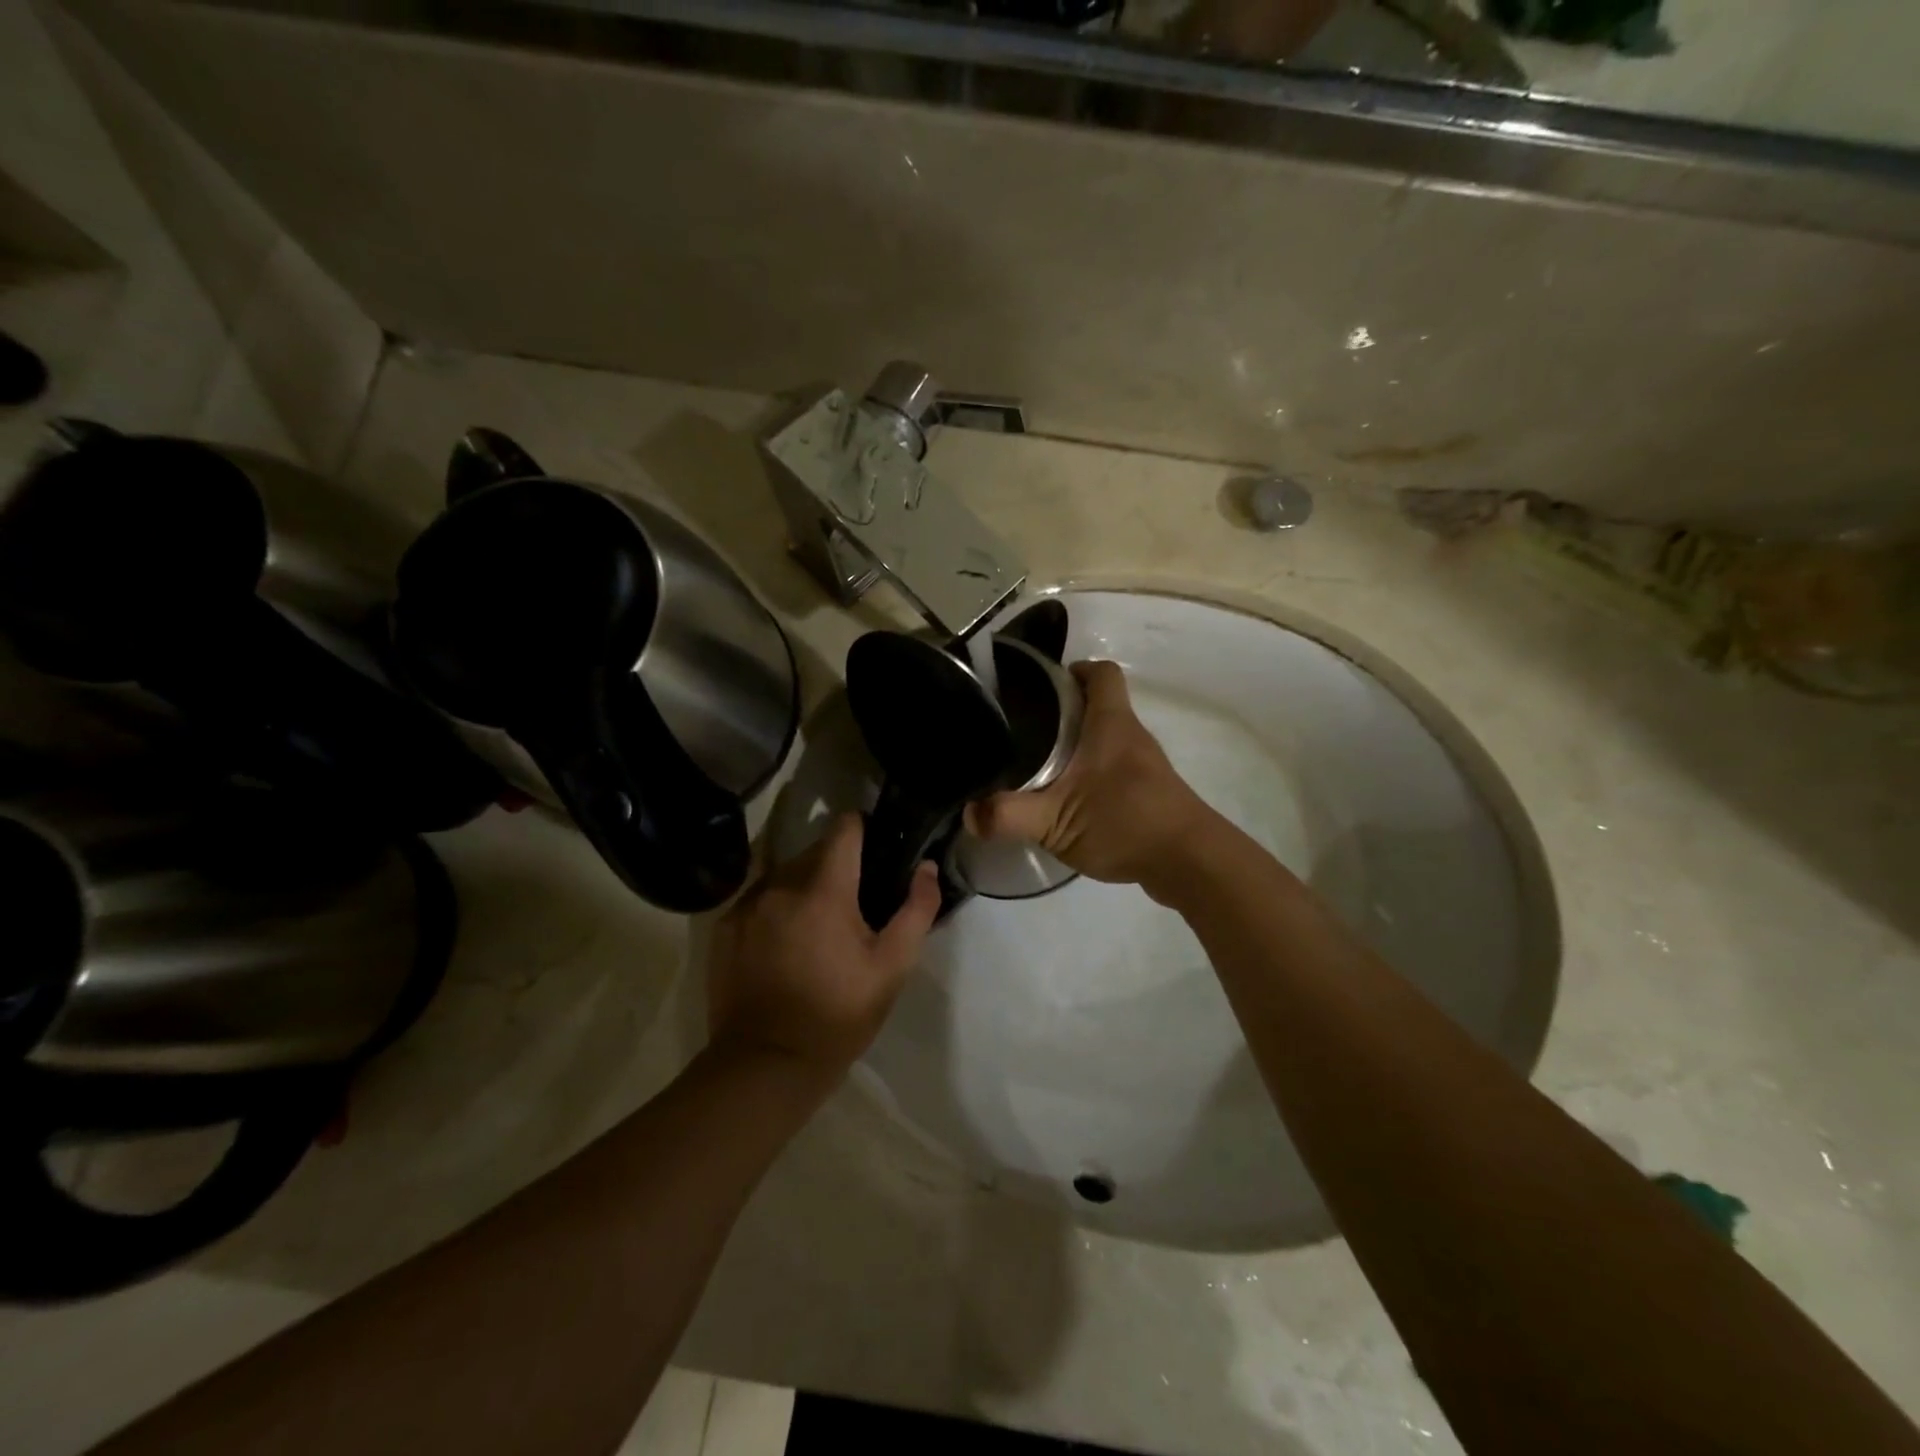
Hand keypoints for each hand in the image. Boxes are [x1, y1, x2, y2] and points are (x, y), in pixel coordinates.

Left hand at [706, 814, 939, 1081]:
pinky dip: (775, 909)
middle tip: (854, 903)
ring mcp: (746, 905)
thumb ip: (916, 910)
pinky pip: (758, 899)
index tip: (876, 846)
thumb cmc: (838, 1015)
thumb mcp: (891, 968)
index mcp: (824, 888)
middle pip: (814, 851)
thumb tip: (926, 868)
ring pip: (784, 874)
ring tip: (817, 926)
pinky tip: (784, 945)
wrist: (766, 1064)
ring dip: (804, 887)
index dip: (863, 829)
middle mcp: (780, 884)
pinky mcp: (723, 928)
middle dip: (836, 867)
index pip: (844, 828)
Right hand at [966, 660, 1218, 893]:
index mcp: (1111, 724)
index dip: (1073, 670)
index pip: (1101, 673)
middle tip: (1022, 728)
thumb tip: (968, 814)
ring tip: (1036, 763)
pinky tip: (1067, 799)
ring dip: (1075, 745)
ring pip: (1104, 739)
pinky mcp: (1148, 791)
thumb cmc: (1125, 823)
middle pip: (1098, 704)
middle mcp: (1130, 735)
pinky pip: (1113, 767)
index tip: (1040, 685)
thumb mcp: (1056, 820)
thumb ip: (1009, 815)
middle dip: (1061, 711)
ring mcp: (1143, 765)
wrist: (1189, 862)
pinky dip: (1090, 773)